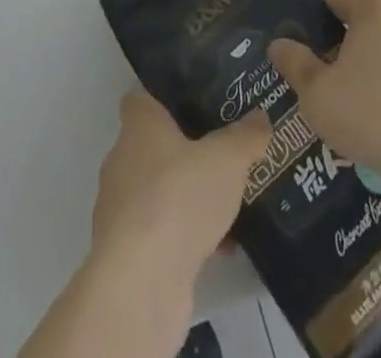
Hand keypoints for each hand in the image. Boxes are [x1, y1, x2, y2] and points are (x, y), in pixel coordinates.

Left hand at [89, 91, 271, 290]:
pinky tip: (222, 247)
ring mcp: (121, 209)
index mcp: (138, 126)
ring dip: (189, 198)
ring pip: (160, 191)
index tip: (196, 103)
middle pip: (155, 146)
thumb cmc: (179, 197)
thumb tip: (260, 118)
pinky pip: (162, 231)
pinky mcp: (128, 252)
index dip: (166, 98)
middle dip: (186, 152)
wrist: (142, 283)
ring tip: (229, 202)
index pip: (142, 98)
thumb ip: (246, 136)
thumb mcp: (228, 159)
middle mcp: (122, 160)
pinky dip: (187, 235)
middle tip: (223, 153)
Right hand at [267, 0, 380, 191]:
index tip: (316, 58)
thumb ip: (295, 62)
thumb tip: (279, 44)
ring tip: (379, 113)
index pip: (340, 2)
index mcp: (377, 6)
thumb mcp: (316, 93)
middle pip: (375, 24)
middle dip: (359, 48)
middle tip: (344, 88)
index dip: (323, 27)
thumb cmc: (369, 116)